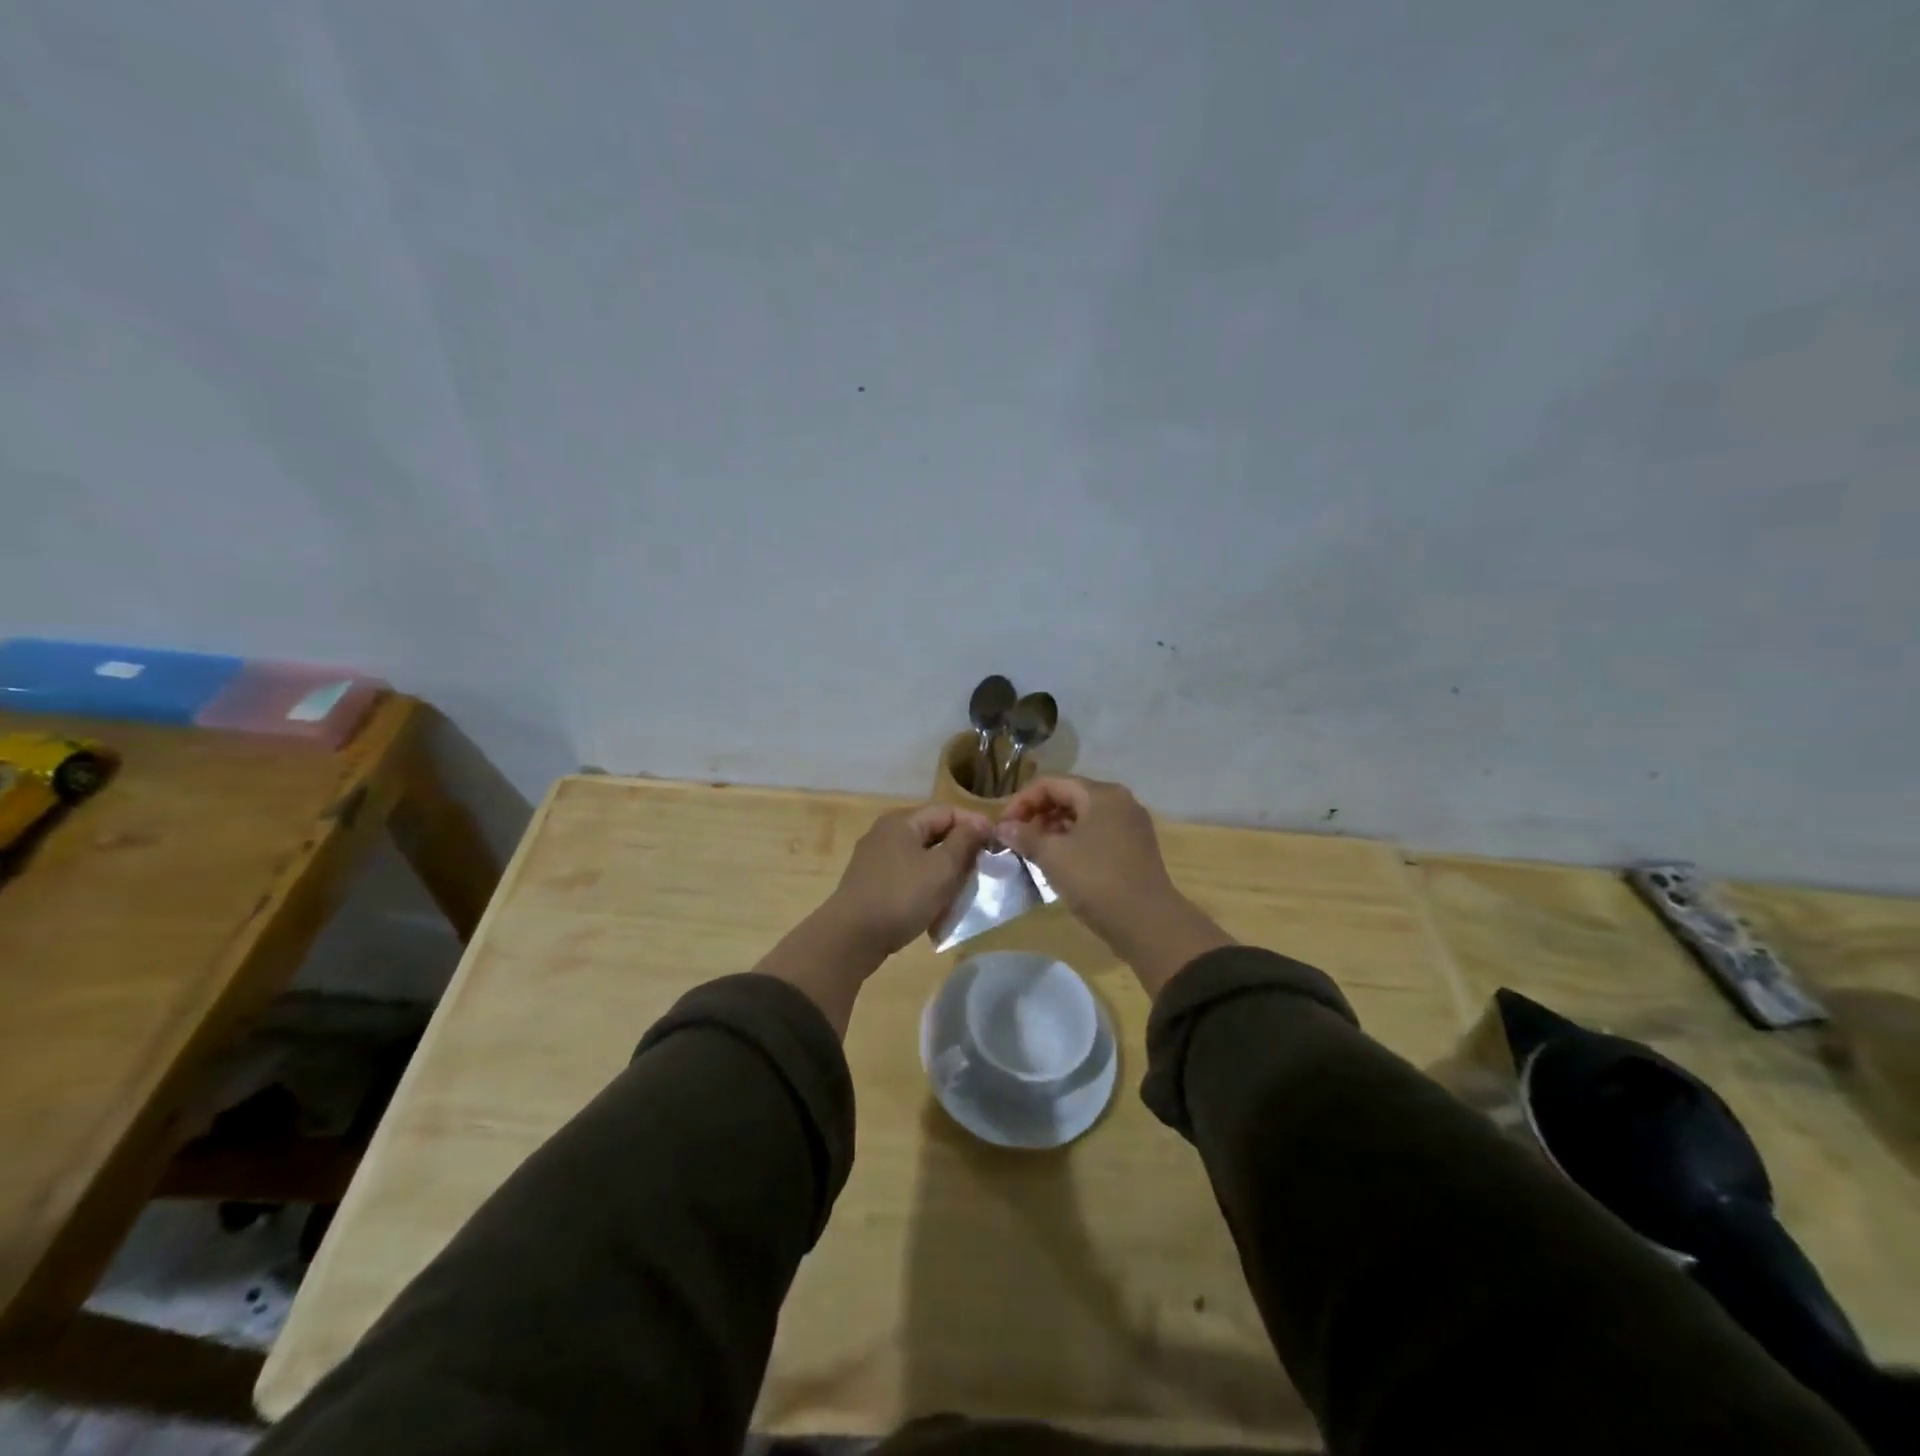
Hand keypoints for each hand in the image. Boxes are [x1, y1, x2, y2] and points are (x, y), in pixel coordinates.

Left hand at [826, 803, 992, 957]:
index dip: (975, 826)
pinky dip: (926, 887)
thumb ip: (964, 842)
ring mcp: (876, 859)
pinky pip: (908, 877)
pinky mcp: (871, 883)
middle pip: (934, 833)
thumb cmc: (901, 896)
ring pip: (922, 857)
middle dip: (961, 851)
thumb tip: (981, 822)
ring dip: (945, 872)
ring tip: (963, 892)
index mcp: (903, 821)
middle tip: (982, 872)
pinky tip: (936, 907)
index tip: (996, 848)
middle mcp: (886, 833)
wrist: (850, 938)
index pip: (948, 811)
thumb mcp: (942, 868)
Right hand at [995, 776, 1231, 996]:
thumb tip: (1002, 828)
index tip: (1003, 826)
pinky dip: (1072, 842)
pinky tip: (1058, 862)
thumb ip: (1025, 836)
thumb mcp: (1053, 856)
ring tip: (1033, 852)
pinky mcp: (1134, 848)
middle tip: (1016, 839)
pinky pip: (1095, 834)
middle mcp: (1119, 802)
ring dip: (1053, 829)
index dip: (1021, 801)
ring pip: (1082, 816)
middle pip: (1068, 796)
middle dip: (1037, 814)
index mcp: (1101, 794)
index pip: (1051, 783)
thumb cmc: (1097, 880)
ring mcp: (1130, 825)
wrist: (1148, 923)